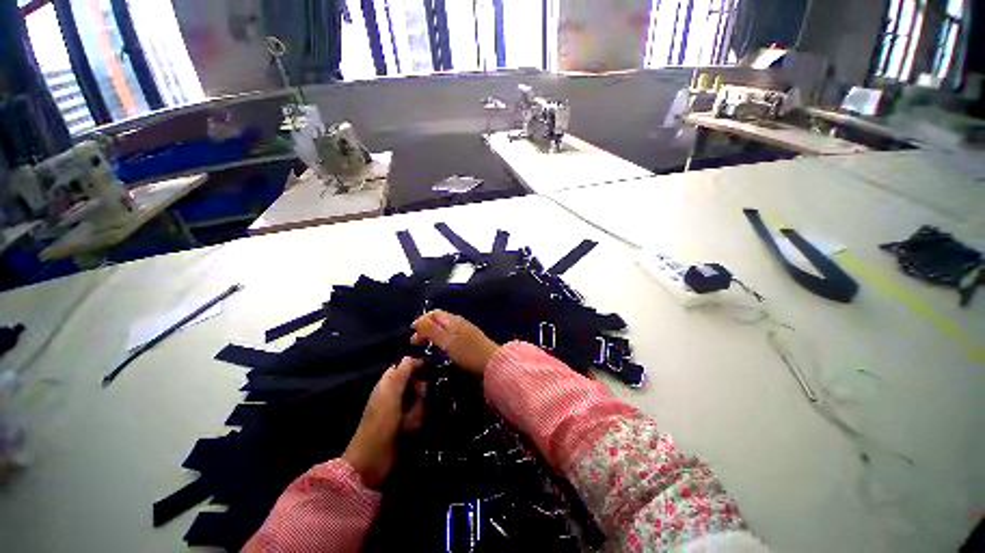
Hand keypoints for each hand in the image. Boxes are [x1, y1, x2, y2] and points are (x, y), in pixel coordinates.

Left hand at [342, 357, 424, 488]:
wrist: (373, 459)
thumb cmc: (381, 422)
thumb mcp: (391, 394)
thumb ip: (401, 374)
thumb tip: (410, 357)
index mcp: (387, 385)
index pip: (403, 367)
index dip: (415, 365)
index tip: (430, 367)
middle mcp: (393, 394)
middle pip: (413, 382)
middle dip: (420, 388)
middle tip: (421, 395)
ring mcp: (399, 409)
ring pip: (417, 398)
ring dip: (418, 406)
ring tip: (413, 416)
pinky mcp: (405, 423)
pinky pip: (417, 414)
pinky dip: (417, 418)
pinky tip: (413, 425)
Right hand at [410, 310, 499, 375]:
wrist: (492, 363)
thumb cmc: (468, 352)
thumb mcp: (447, 341)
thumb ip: (432, 330)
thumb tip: (417, 322)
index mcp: (453, 320)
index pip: (433, 313)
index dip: (421, 322)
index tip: (413, 336)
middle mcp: (458, 323)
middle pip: (438, 321)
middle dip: (425, 329)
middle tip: (416, 345)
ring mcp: (464, 332)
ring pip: (444, 330)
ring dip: (432, 336)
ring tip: (426, 348)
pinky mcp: (468, 342)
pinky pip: (450, 337)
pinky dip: (441, 342)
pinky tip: (440, 351)